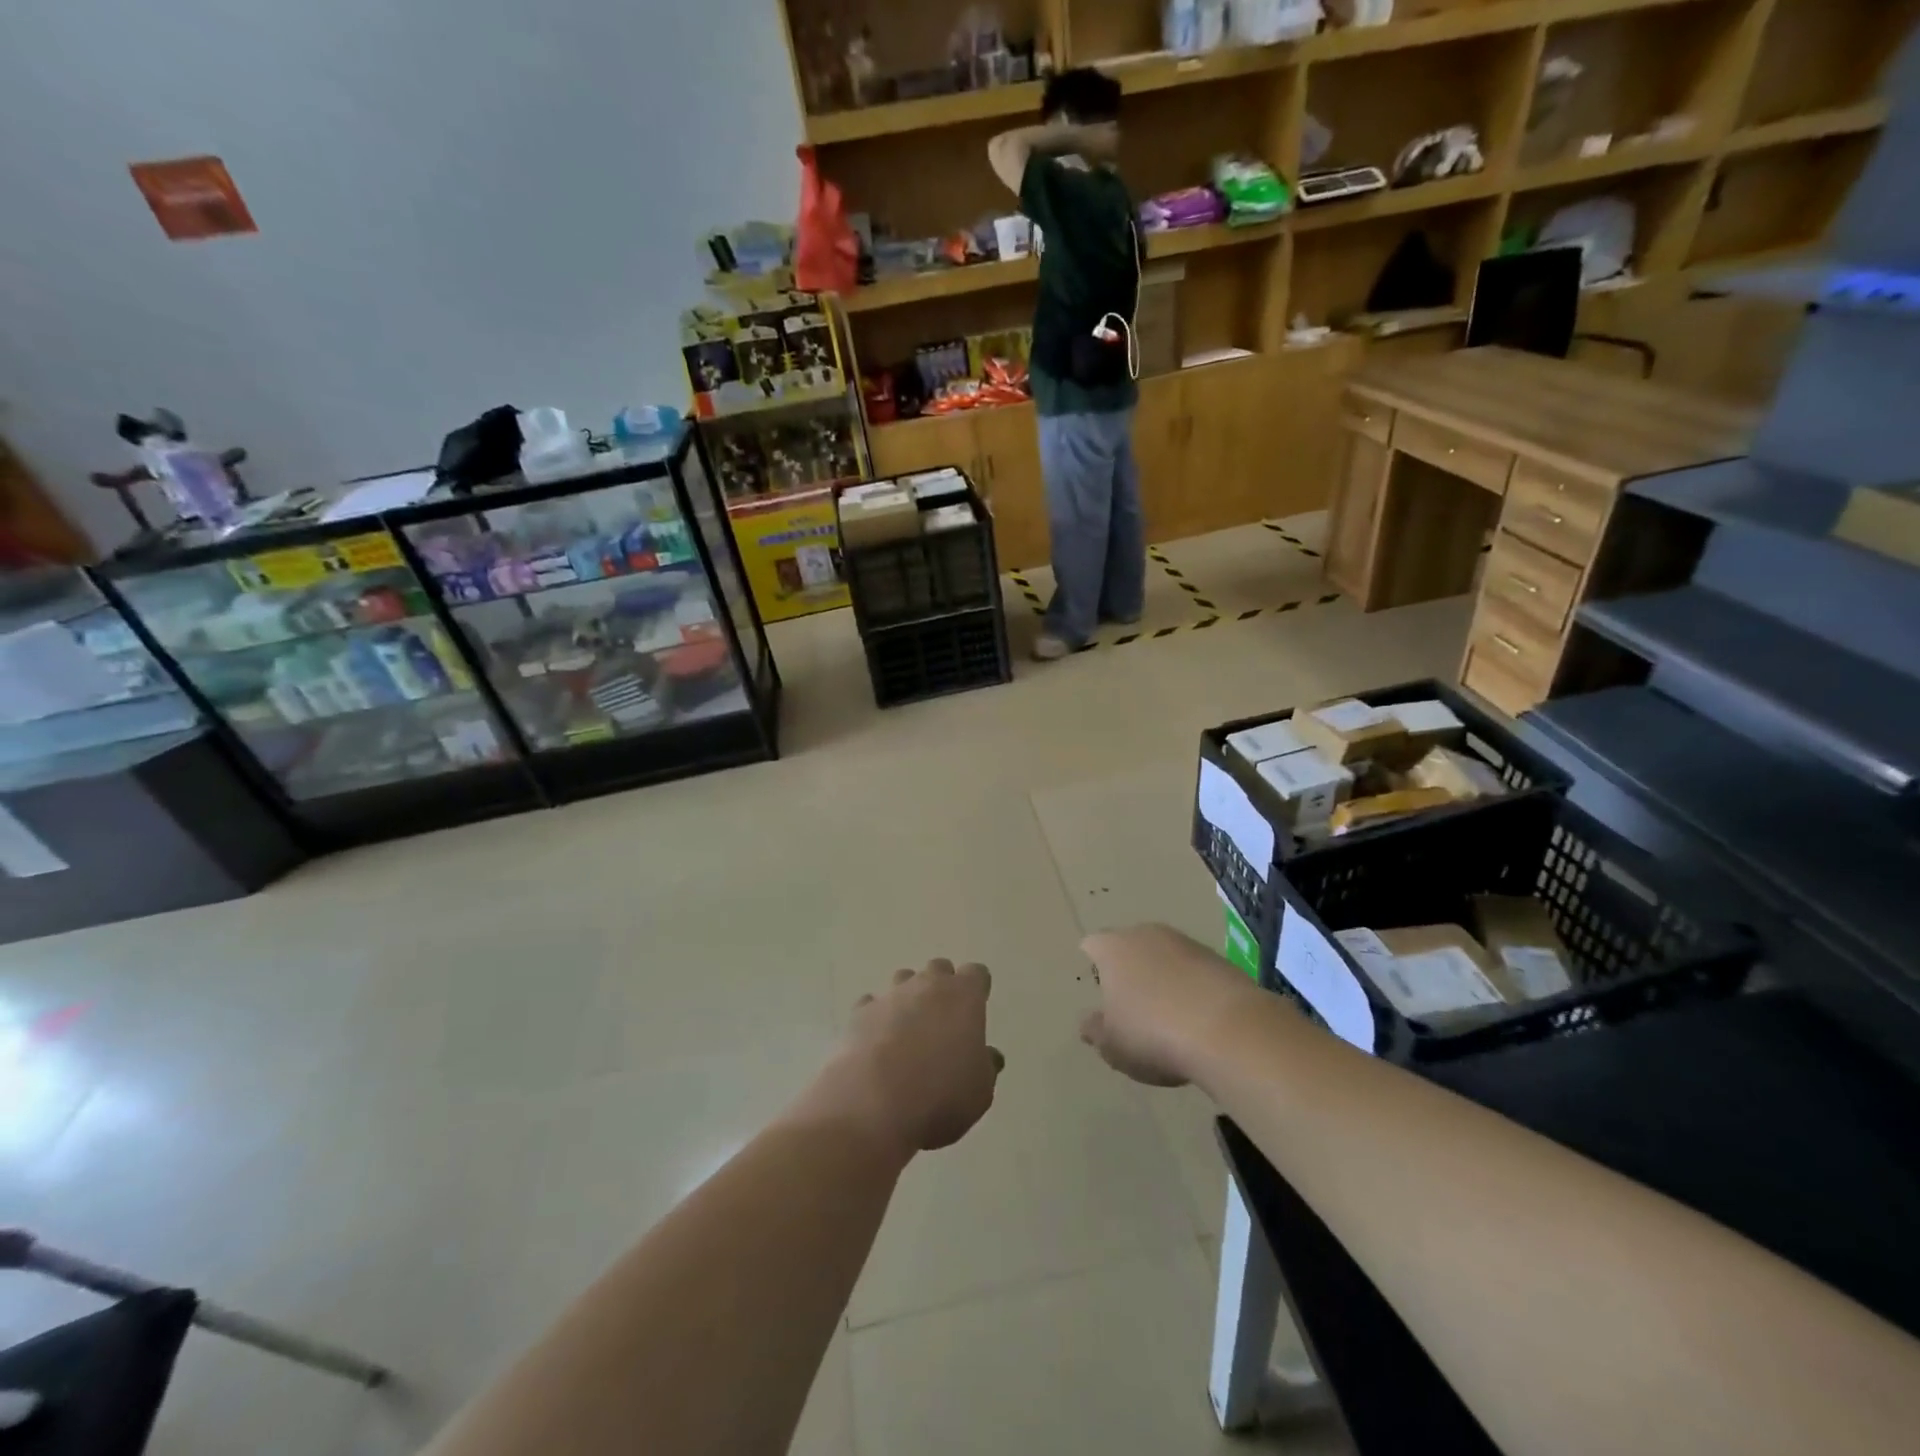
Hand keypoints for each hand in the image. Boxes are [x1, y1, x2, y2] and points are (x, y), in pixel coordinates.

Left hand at [800, 961, 1001, 1158]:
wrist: (872, 1104)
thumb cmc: (941, 1095)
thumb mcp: (980, 1091)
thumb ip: (986, 1066)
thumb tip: (988, 1055)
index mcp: (963, 996)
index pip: (976, 974)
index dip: (977, 991)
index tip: (976, 1011)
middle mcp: (927, 985)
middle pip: (938, 969)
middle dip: (942, 988)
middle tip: (943, 1021)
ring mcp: (890, 995)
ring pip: (903, 980)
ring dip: (909, 998)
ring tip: (908, 1032)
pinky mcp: (859, 1013)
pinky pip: (872, 1005)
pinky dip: (877, 1018)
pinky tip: (877, 1044)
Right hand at [1079, 925, 1261, 1087]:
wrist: (1228, 1030)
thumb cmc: (1153, 1034)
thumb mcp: (1113, 1045)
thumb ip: (1095, 1031)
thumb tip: (1087, 1023)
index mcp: (1113, 949)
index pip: (1093, 945)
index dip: (1093, 964)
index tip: (1098, 987)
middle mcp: (1146, 935)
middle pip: (1130, 946)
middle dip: (1129, 969)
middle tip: (1131, 1004)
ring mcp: (1185, 943)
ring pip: (1164, 955)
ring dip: (1163, 977)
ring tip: (1167, 1015)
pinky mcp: (1219, 958)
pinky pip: (1194, 969)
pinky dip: (1192, 987)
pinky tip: (1198, 1018)